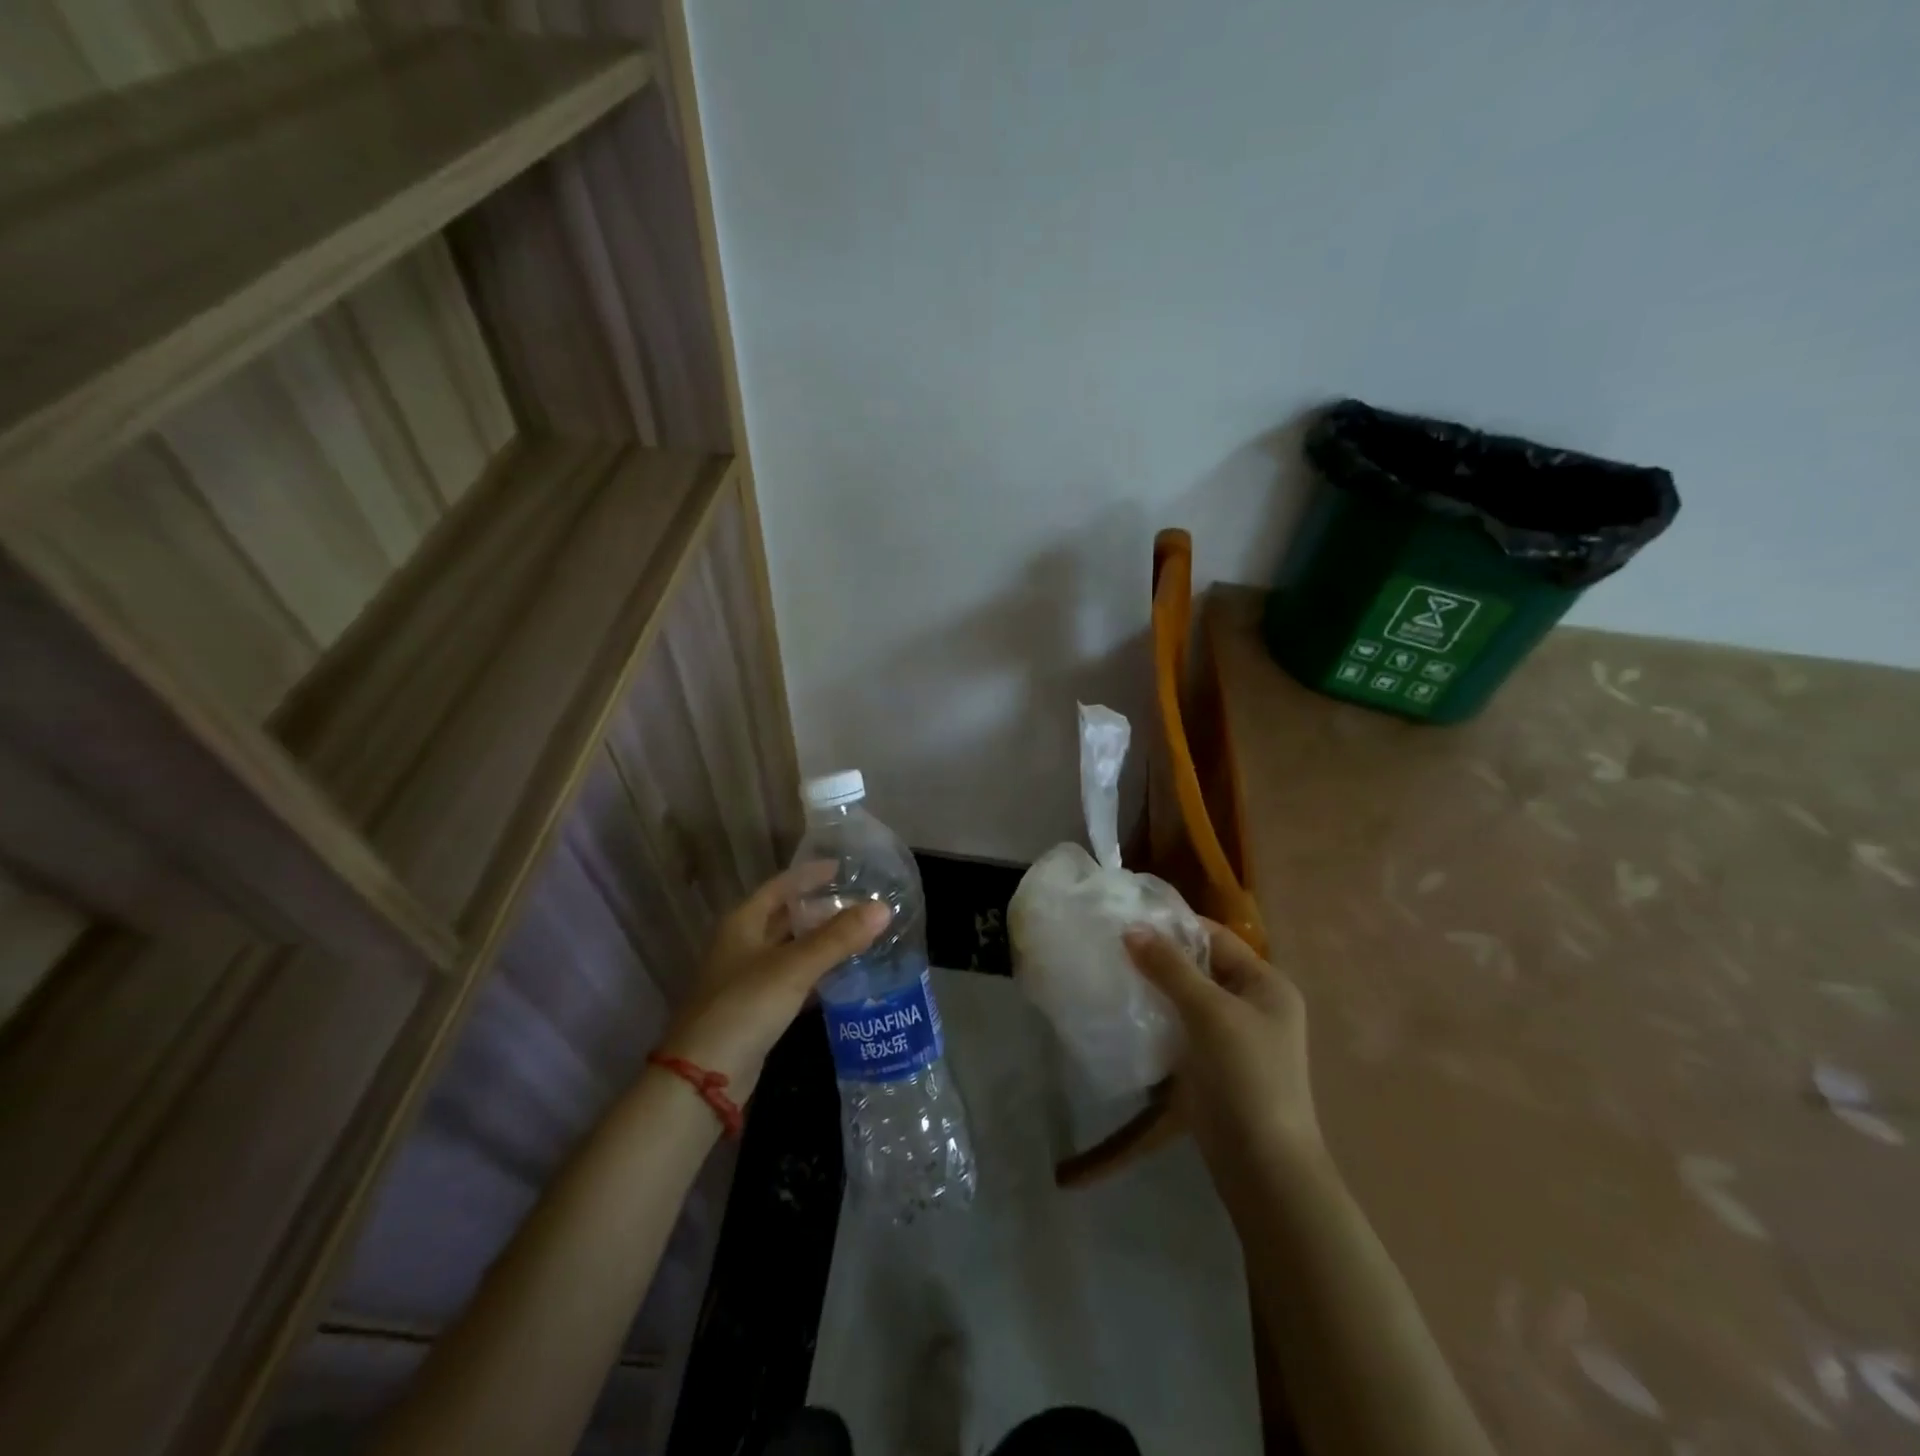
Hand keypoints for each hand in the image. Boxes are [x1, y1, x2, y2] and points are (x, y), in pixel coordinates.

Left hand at [657, 864, 887, 1100]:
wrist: (704, 1078)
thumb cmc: (745, 1007)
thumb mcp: (794, 968)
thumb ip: (838, 938)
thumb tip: (883, 908)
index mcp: (742, 923)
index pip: (781, 886)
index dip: (810, 875)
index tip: (844, 868)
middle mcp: (742, 945)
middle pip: (786, 917)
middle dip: (820, 909)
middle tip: (860, 903)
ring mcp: (747, 979)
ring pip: (791, 951)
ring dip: (821, 943)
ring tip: (860, 935)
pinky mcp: (756, 1010)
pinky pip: (792, 981)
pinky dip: (816, 975)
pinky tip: (843, 977)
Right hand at [1124, 921, 1322, 1176]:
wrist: (1262, 1166)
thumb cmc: (1246, 1076)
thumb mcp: (1210, 1012)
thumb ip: (1170, 968)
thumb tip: (1131, 928)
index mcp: (1266, 984)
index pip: (1215, 938)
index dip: (1174, 926)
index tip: (1127, 918)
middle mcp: (1252, 1005)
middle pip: (1199, 967)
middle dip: (1159, 957)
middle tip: (1112, 945)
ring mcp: (1231, 1038)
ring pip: (1186, 998)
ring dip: (1154, 988)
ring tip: (1111, 973)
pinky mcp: (1210, 1065)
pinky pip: (1179, 1028)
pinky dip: (1155, 1018)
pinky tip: (1124, 1013)